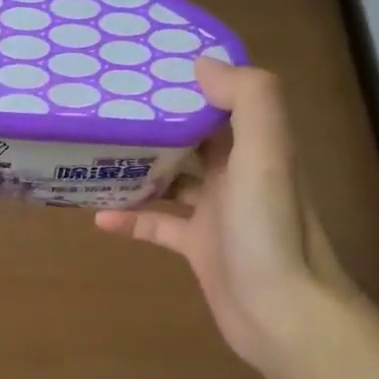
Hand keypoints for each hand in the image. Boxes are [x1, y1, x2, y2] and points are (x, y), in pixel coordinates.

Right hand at [94, 60, 352, 374]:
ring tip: (95, 152)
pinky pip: (159, 225)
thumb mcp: (266, 154)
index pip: (222, 98)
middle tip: (106, 104)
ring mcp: (217, 212)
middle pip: (192, 135)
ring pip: (172, 178)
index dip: (190, 79)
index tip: (145, 63)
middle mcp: (237, 172)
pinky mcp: (199, 248)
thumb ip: (247, 99)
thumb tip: (202, 64)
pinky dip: (132, 219)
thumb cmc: (270, 229)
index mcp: (255, 145)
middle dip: (155, 120)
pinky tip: (99, 216)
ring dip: (139, 166)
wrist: (283, 315)